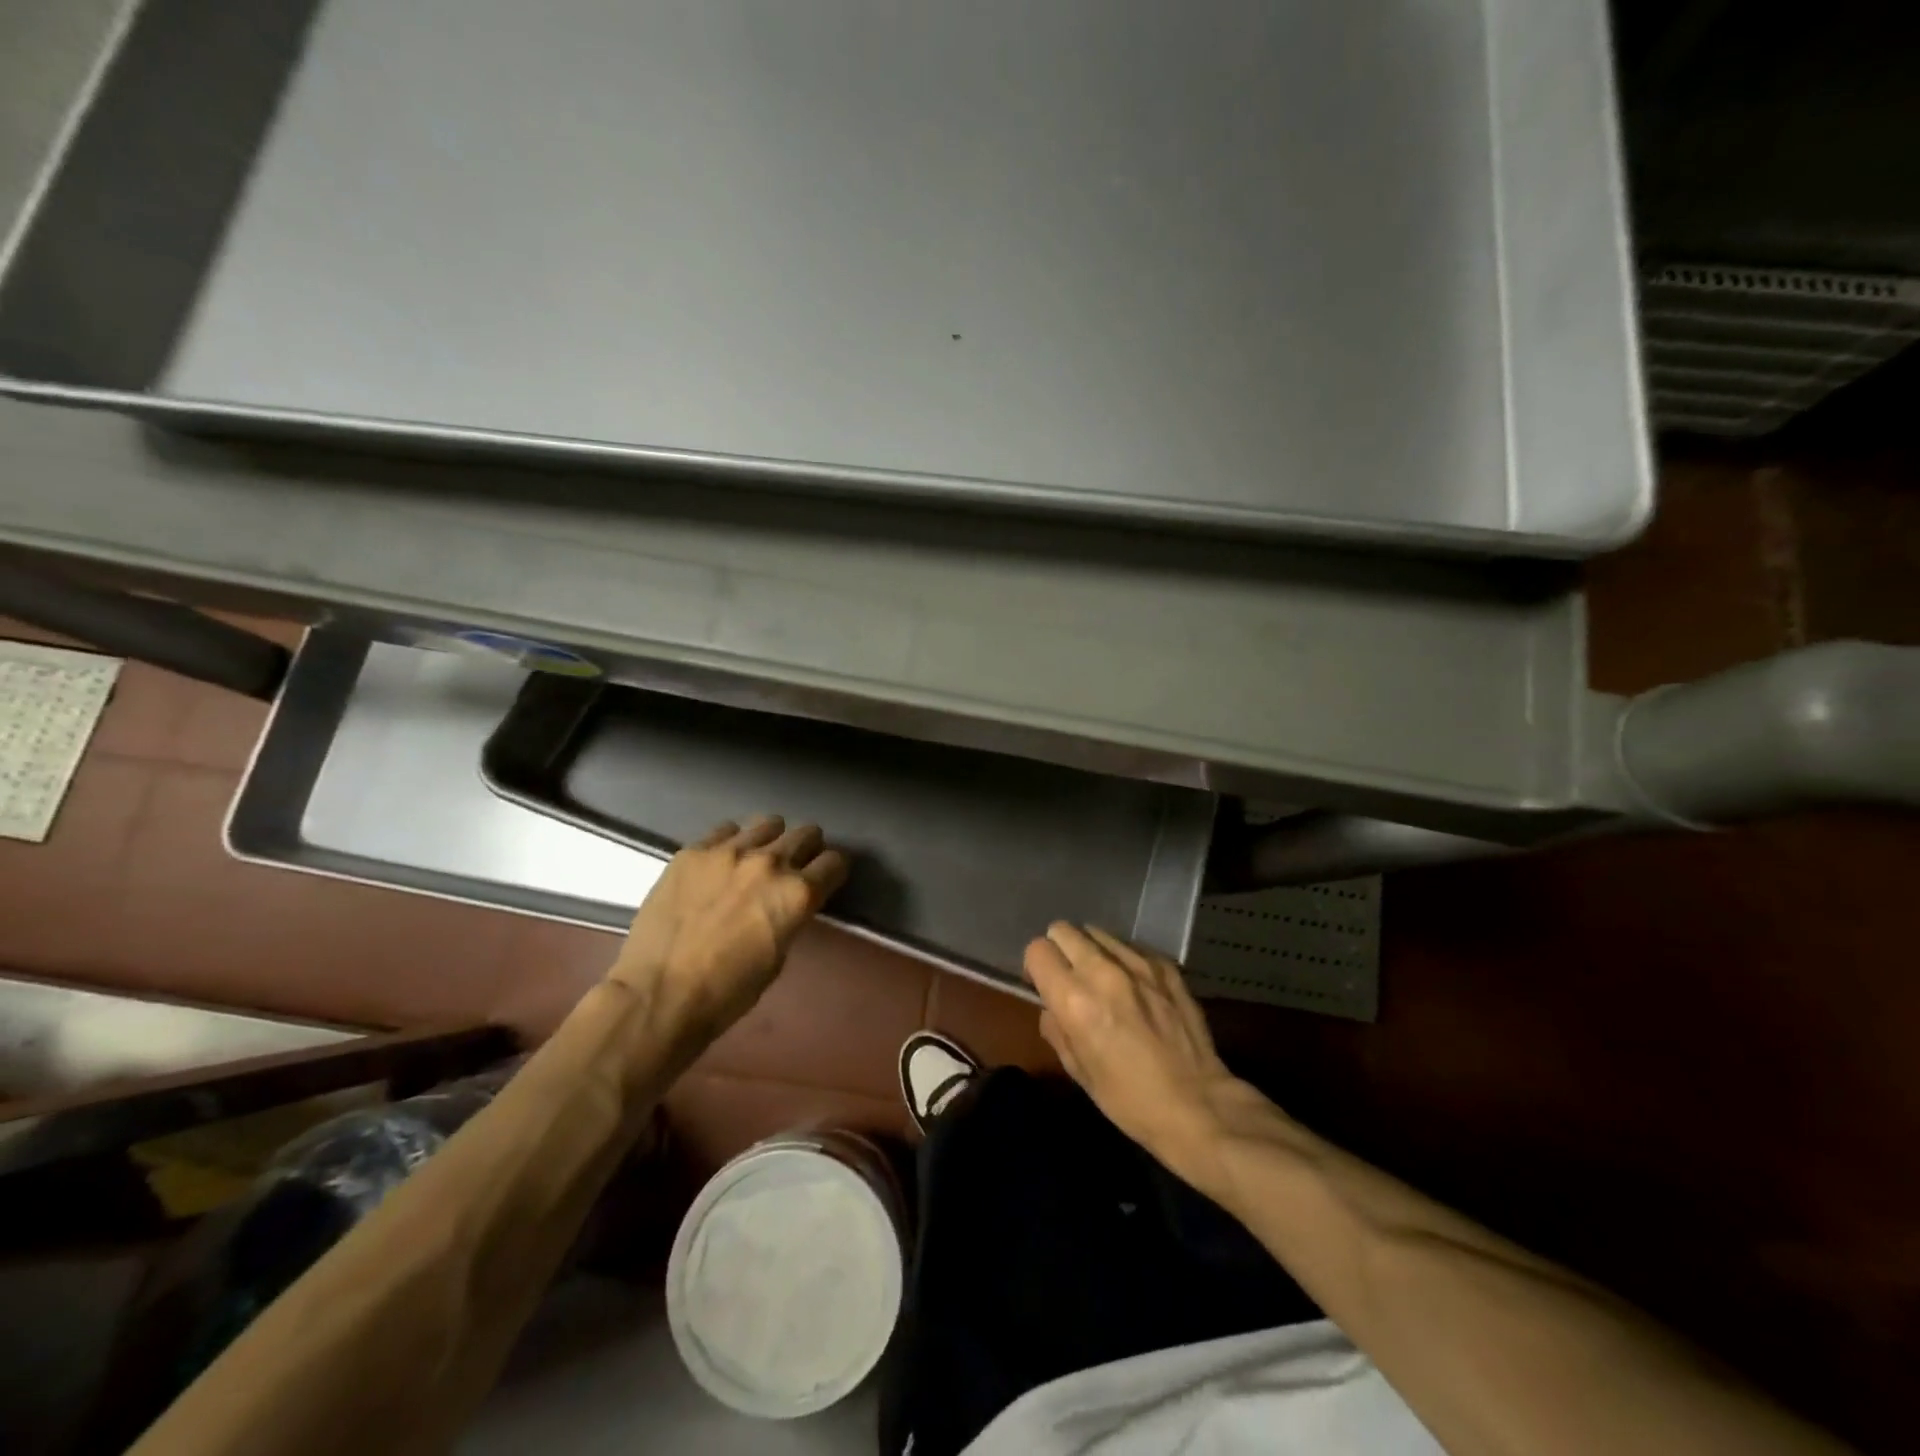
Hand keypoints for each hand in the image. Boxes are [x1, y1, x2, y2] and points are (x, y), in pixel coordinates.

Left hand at [611, 816, 848, 1034]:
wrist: (658, 994)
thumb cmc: (726, 992)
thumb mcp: (777, 958)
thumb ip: (789, 917)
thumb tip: (786, 903)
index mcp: (797, 895)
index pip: (835, 862)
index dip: (831, 872)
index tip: (823, 880)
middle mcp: (771, 863)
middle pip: (807, 834)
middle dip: (806, 850)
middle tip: (792, 867)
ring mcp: (729, 851)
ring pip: (768, 824)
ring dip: (770, 840)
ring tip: (755, 859)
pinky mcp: (693, 851)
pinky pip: (725, 830)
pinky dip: (731, 842)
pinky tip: (719, 863)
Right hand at [1024, 923, 1266, 1196]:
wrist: (1198, 1104)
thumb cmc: (1130, 1100)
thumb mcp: (1078, 1072)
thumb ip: (1056, 1028)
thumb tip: (1052, 1005)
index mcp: (1074, 1000)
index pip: (1037, 950)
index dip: (1036, 967)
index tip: (1045, 985)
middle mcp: (1103, 971)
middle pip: (1063, 930)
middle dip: (1060, 950)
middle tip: (1071, 978)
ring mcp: (1138, 963)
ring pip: (1097, 932)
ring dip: (1091, 951)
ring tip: (1103, 979)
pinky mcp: (1165, 965)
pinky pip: (1130, 946)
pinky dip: (1123, 959)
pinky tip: (1135, 986)